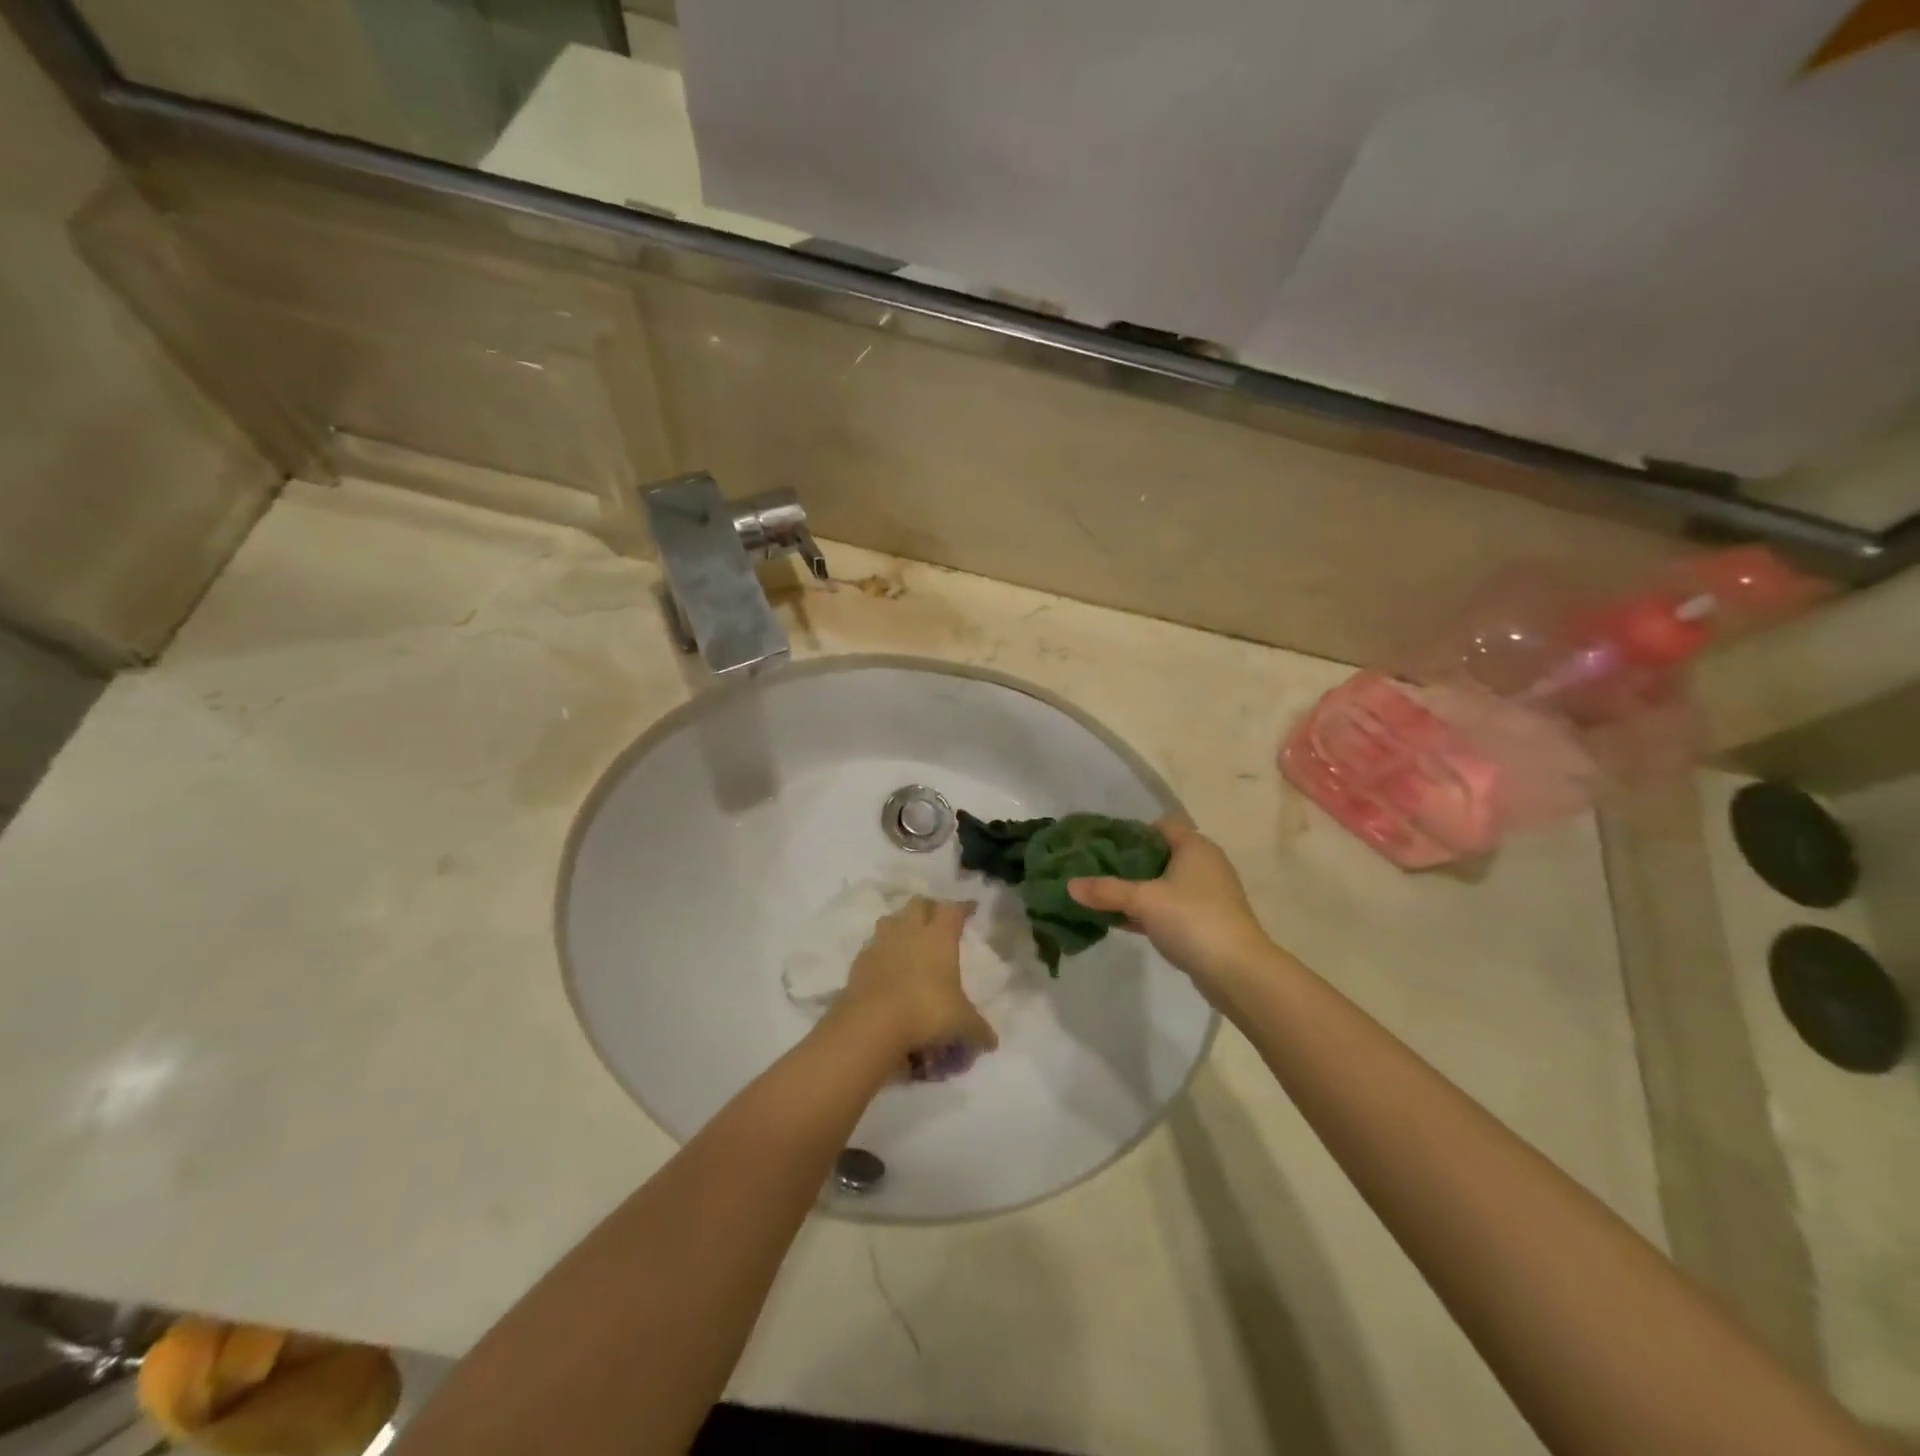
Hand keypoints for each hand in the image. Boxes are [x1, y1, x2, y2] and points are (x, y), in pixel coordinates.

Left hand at [834, 898, 998, 1058]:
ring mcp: (880, 943)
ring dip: (901, 924)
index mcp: (939, 936)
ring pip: (891, 919)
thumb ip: (978, 1030)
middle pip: (919, 903)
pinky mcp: (859, 961)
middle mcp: (909, 931)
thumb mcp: (962, 1025)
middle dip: (929, 908)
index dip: (963, 907)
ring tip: (909, 939)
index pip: (953, 909)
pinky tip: (887, 967)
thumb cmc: (926, 1013)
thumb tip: (992, 1042)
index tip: (971, 909)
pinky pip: (872, 946)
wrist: (872, 1023)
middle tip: (938, 920)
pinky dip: (881, 951)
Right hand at [1068, 820, 1272, 995]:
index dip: (1129, 832)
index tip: (1100, 843)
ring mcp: (1206, 895)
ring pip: (1162, 884)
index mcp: (1194, 846)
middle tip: (1093, 868)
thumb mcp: (1143, 900)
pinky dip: (1146, 910)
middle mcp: (1203, 864)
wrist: (1238, 971)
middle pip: (1158, 855)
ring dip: (1135, 889)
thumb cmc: (1192, 919)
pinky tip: (1119, 919)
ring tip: (1100, 893)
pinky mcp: (1204, 921)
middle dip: (1126, 863)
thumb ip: (1106, 890)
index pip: (1158, 827)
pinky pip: (1168, 908)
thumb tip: (1069, 885)